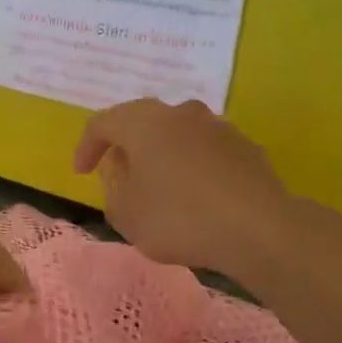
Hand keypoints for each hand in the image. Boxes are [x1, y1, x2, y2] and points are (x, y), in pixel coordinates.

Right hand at [74, 98, 291, 275]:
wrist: (260, 229)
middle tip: (119, 174)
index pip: (102, 123)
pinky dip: (192, 168)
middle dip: (126, 147)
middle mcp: (180, 113)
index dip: (86, 147)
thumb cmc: (179, 218)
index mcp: (143, 122)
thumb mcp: (125, 214)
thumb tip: (123, 172)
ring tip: (159, 188)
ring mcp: (218, 127)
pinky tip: (196, 197)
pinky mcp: (246, 147)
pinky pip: (205, 152)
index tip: (81, 173)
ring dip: (162, 156)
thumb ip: (113, 189)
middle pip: (142, 122)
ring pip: (177, 135)